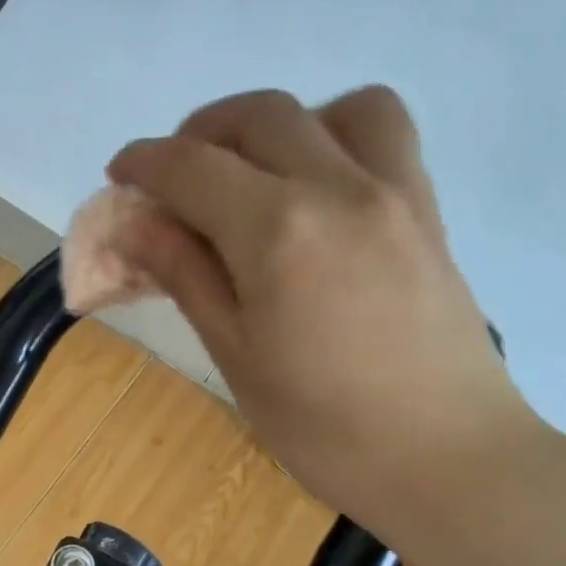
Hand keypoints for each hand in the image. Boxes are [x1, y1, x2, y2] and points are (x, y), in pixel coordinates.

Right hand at [106, 86, 545, 538]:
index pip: (192, 166)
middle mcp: (338, 187)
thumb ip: (184, 274)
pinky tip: (317, 191)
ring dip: (277, 126)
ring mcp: (394, 191)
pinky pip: (384, 134)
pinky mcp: (426, 210)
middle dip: (200, 133)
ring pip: (331, 106)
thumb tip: (134, 223)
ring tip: (252, 176)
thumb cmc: (323, 427)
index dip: (144, 162)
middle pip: (257, 116)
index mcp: (277, 231)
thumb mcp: (235, 355)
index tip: (119, 176)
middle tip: (173, 181)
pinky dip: (337, 135)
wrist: (446, 459)